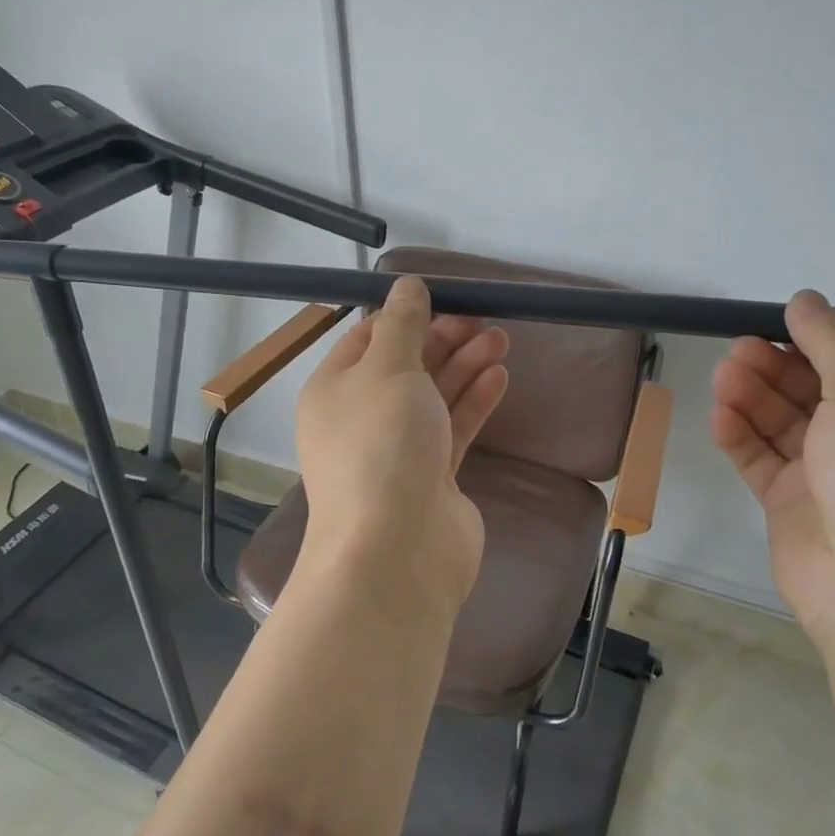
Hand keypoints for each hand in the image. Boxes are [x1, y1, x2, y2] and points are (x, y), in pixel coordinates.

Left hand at [294, 276, 509, 611]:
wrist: (396, 550)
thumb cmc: (382, 445)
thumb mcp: (388, 369)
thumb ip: (402, 325)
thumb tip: (406, 285)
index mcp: (334, 390)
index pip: (367, 340)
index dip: (405, 316)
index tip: (445, 298)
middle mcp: (361, 419)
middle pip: (404, 367)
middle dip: (442, 339)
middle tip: (483, 318)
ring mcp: (397, 452)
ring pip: (432, 397)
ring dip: (464, 366)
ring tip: (500, 339)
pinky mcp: (431, 479)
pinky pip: (452, 430)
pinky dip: (473, 402)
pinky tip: (498, 377)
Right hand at [710, 290, 834, 645]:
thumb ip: (833, 343)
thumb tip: (806, 300)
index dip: (816, 342)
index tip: (774, 325)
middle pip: (815, 391)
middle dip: (776, 368)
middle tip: (736, 351)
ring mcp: (832, 477)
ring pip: (784, 425)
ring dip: (753, 398)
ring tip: (722, 377)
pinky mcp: (793, 507)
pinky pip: (762, 461)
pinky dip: (741, 438)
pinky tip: (719, 418)